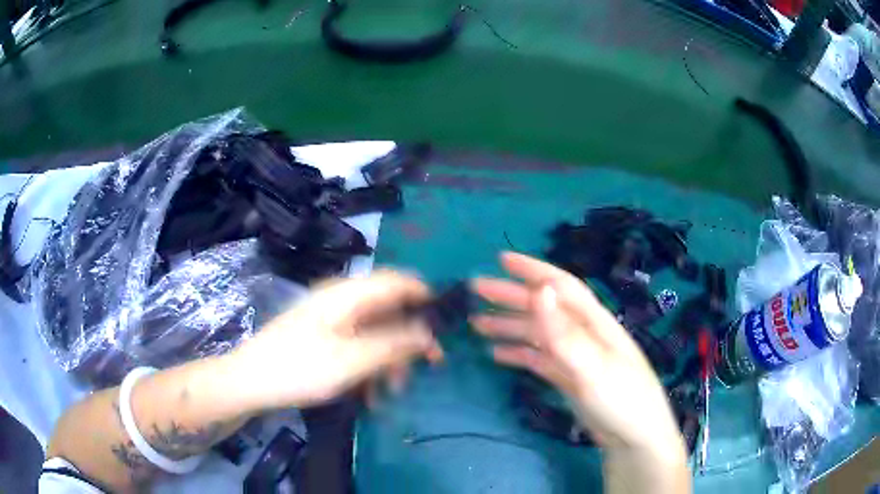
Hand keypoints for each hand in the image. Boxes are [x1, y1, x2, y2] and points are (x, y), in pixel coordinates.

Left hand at [231, 271, 442, 410]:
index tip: (446, 322)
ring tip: (392, 392)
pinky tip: (371, 394)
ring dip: (390, 360)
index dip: (424, 295)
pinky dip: (370, 366)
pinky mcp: (324, 338)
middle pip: (388, 310)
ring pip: (375, 332)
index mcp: (347, 295)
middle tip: (431, 364)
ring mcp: (331, 320)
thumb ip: (393, 344)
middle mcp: (341, 301)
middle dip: (409, 338)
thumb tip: (428, 332)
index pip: (395, 281)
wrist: (250, 383)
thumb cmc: (299, 369)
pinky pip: (358, 346)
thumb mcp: (351, 361)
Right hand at [471, 252, 682, 455]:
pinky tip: (497, 354)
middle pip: (543, 308)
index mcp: (593, 322)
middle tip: (476, 291)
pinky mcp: (569, 378)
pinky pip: (538, 359)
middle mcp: (583, 333)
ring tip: (477, 325)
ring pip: (537, 334)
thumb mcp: (593, 366)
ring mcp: (575, 357)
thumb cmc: (621, 398)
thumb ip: (565, 332)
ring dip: (509, 326)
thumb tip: (540, 291)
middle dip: (510, 297)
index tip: (501, 259)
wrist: (634, 437)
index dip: (532, 270)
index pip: (561, 287)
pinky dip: (518, 354)